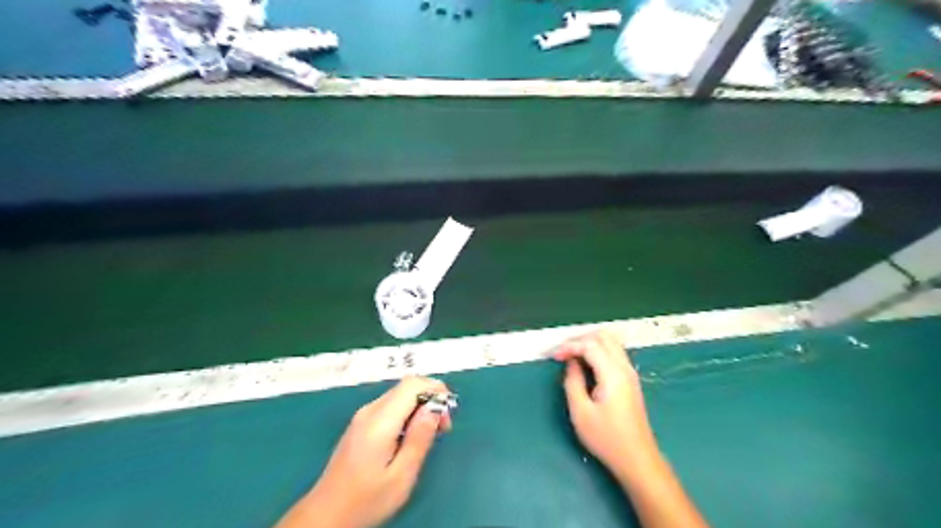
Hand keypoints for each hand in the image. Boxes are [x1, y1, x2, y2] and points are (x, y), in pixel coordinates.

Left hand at [276, 376, 454, 527]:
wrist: (325, 517)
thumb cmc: (366, 500)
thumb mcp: (401, 476)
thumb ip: (420, 438)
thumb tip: (435, 407)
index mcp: (380, 421)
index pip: (412, 384)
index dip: (435, 390)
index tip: (448, 415)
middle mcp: (370, 411)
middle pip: (406, 386)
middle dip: (430, 398)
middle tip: (443, 427)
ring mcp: (363, 416)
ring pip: (399, 395)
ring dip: (420, 405)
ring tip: (431, 433)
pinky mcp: (361, 424)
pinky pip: (390, 406)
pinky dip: (408, 412)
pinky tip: (411, 435)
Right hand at [553, 329, 654, 475]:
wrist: (637, 459)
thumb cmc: (607, 438)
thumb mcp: (581, 412)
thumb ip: (572, 382)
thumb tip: (570, 363)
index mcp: (613, 373)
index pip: (590, 345)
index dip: (569, 346)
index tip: (553, 356)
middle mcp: (624, 367)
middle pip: (603, 336)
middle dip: (579, 339)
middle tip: (562, 352)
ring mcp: (630, 373)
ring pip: (611, 342)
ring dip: (589, 343)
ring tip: (571, 356)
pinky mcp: (630, 380)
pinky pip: (614, 352)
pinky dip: (598, 350)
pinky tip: (586, 363)